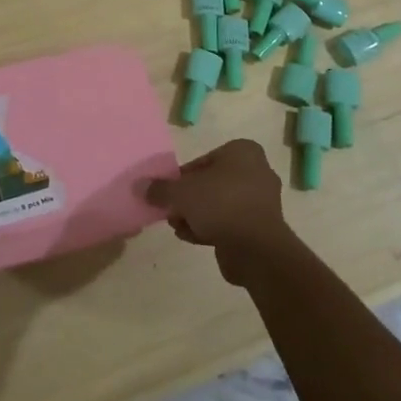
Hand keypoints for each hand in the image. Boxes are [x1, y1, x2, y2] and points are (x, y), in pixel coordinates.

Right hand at [144, 138, 300, 286]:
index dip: (182, 177)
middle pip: (211, 183)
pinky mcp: (261, 227)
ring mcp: (261, 201)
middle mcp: (256, 172)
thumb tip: (139, 186)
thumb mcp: (182, 192)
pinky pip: (230, 222)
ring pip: (219, 204)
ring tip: (178, 226)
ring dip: (196, 215)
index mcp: (243, 152)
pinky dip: (211, 228)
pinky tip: (191, 237)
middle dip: (189, 199)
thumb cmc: (220, 205)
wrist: (256, 249)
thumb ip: (160, 188)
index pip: (203, 160)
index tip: (168, 192)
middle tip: (171, 210)